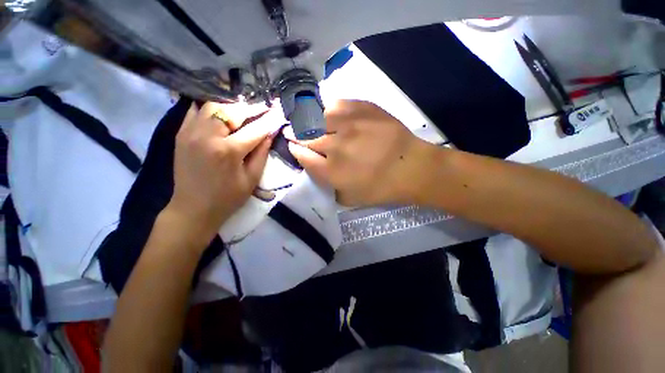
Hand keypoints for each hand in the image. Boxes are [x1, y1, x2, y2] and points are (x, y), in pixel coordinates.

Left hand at [168, 101, 279, 237]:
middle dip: (252, 108)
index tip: (279, 111)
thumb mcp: (252, 178)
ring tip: (245, 111)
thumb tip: (270, 132)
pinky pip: (196, 110)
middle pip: (232, 110)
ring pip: (213, 106)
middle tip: (264, 107)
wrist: (193, 209)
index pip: (255, 129)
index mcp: (228, 151)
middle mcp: (207, 135)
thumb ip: (262, 153)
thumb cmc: (228, 197)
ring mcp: (190, 132)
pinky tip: (222, 113)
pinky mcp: (181, 133)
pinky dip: (211, 108)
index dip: (270, 119)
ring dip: (232, 106)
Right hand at [287, 100, 433, 205]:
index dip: (295, 150)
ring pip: (316, 116)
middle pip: (305, 136)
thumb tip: (316, 168)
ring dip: (306, 119)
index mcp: (332, 171)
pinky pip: (336, 103)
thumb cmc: (381, 188)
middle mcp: (336, 147)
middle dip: (295, 134)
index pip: (302, 156)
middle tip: (293, 132)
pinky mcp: (363, 109)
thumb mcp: (350, 198)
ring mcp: (349, 125)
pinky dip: (326, 107)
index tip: (293, 147)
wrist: (412, 168)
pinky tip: (325, 111)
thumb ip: (329, 186)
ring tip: (304, 119)